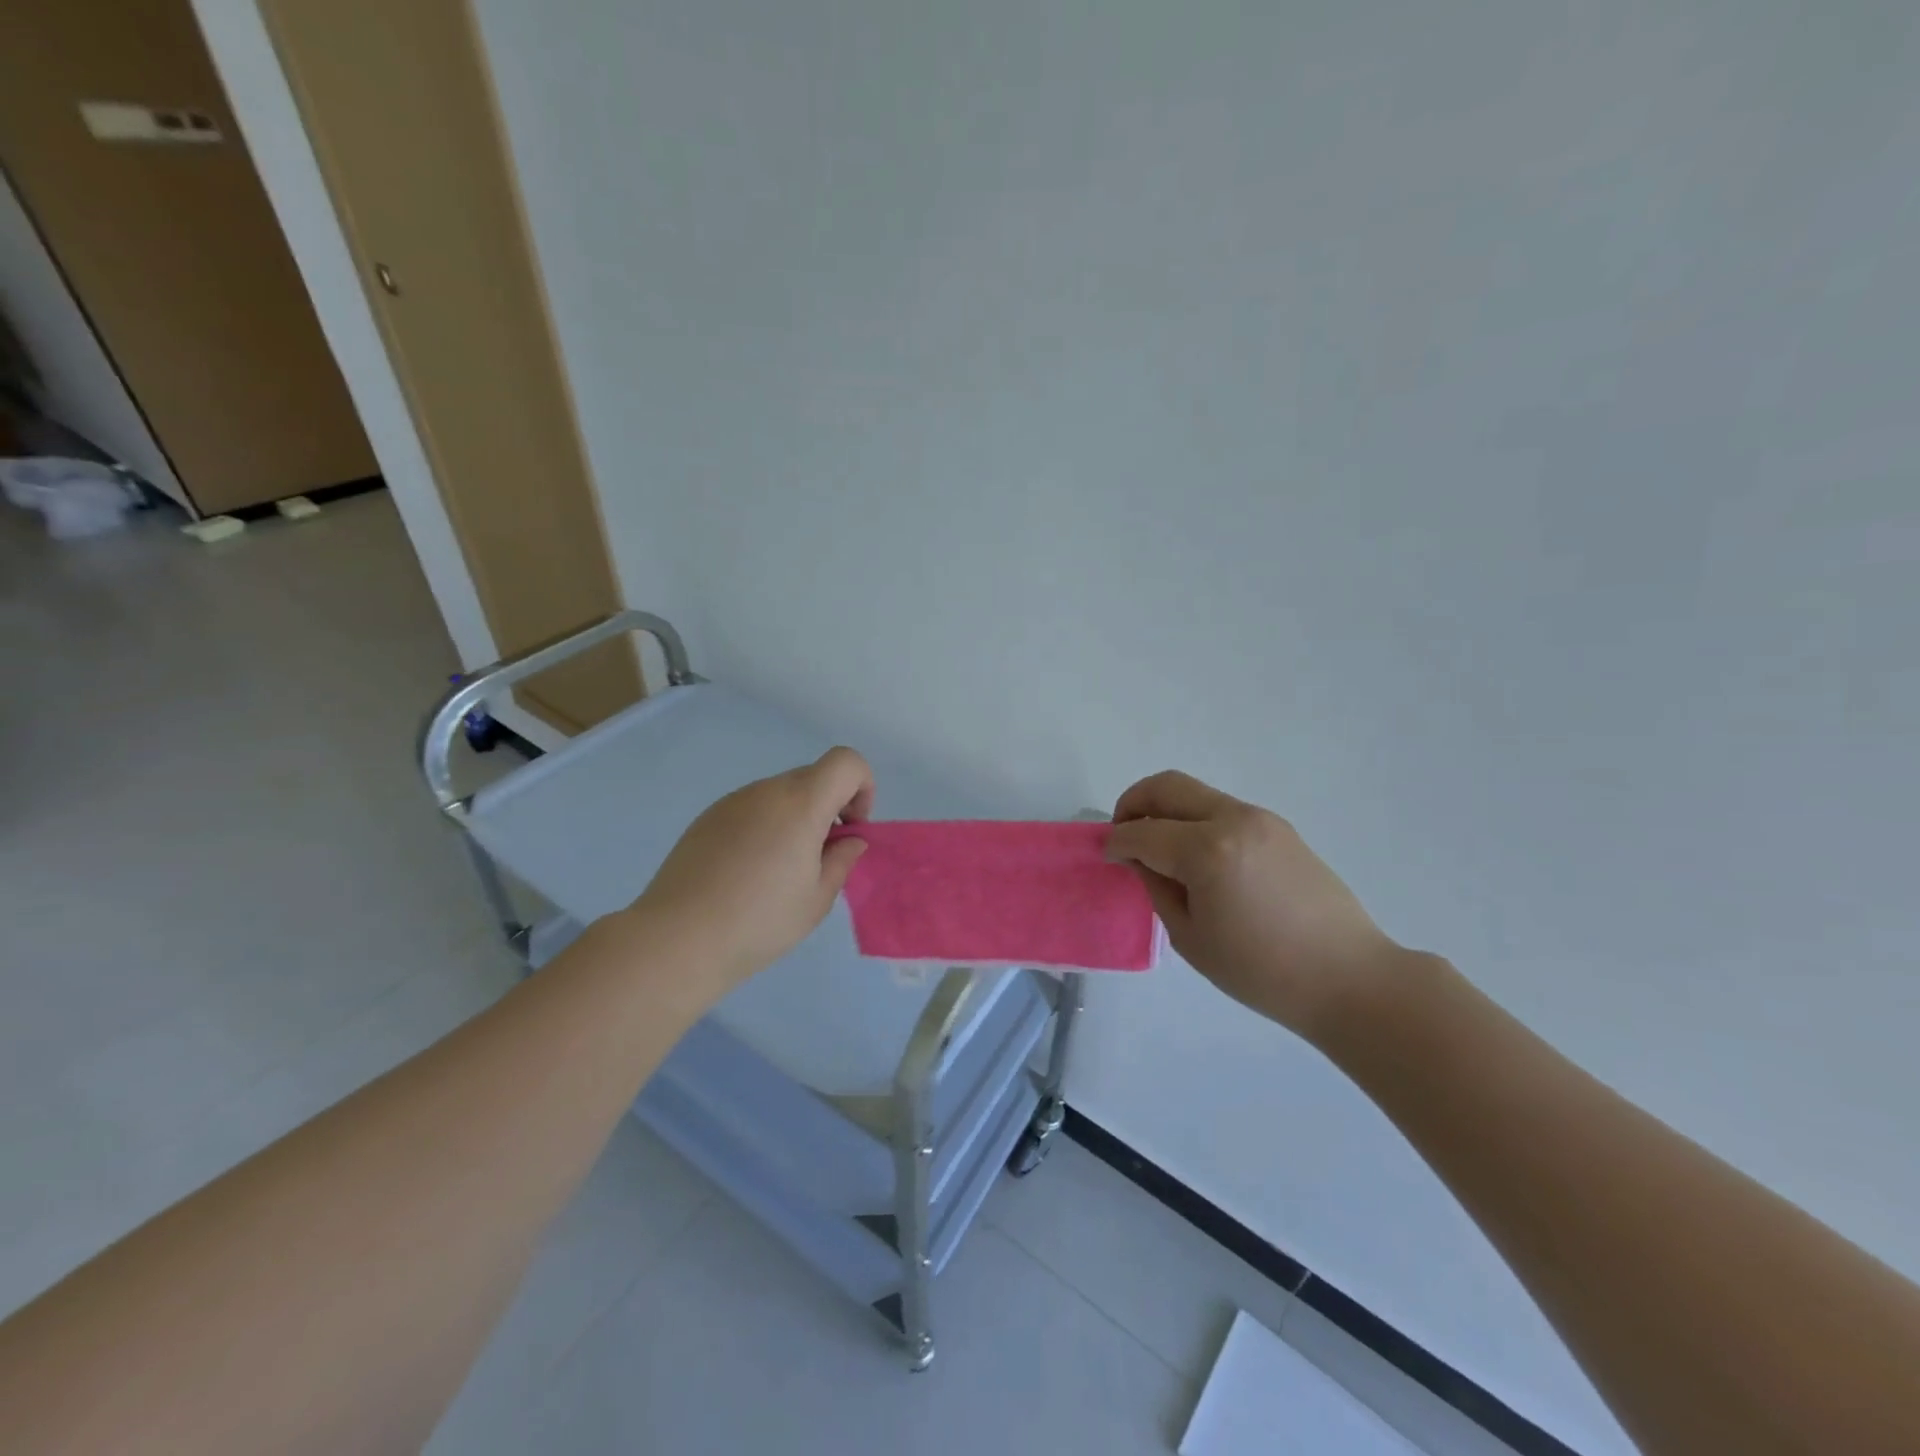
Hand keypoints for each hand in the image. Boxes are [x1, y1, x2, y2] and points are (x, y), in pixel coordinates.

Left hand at [635, 747, 874, 992]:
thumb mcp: (816, 900)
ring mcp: (732, 801)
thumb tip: (849, 840)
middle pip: (814, 777)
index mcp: (801, 804)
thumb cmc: (759, 921)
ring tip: (778, 872)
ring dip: (796, 819)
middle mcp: (766, 791)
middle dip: (830, 808)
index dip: (862, 788)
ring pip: (781, 794)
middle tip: (819, 858)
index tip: (850, 830)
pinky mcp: (707, 818)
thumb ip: (841, 861)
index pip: (846, 762)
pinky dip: (765, 827)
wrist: (677, 939)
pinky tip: (746, 873)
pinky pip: (751, 809)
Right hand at [1105, 771, 1402, 1038]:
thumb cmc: (1262, 971)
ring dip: (1167, 810)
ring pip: (1196, 793)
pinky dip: (1196, 820)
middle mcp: (1233, 820)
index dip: (1116, 843)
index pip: (1143, 832)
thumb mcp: (1191, 937)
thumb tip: (1140, 859)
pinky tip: (1197, 858)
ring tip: (1158, 848)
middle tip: (1123, 833)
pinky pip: (1222, 809)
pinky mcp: (1279, 828)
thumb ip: (1157, 888)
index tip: (1106, 857)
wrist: (1349, 978)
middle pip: (1167, 786)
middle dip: (1134, 802)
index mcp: (1207, 851)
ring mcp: (1260, 819)